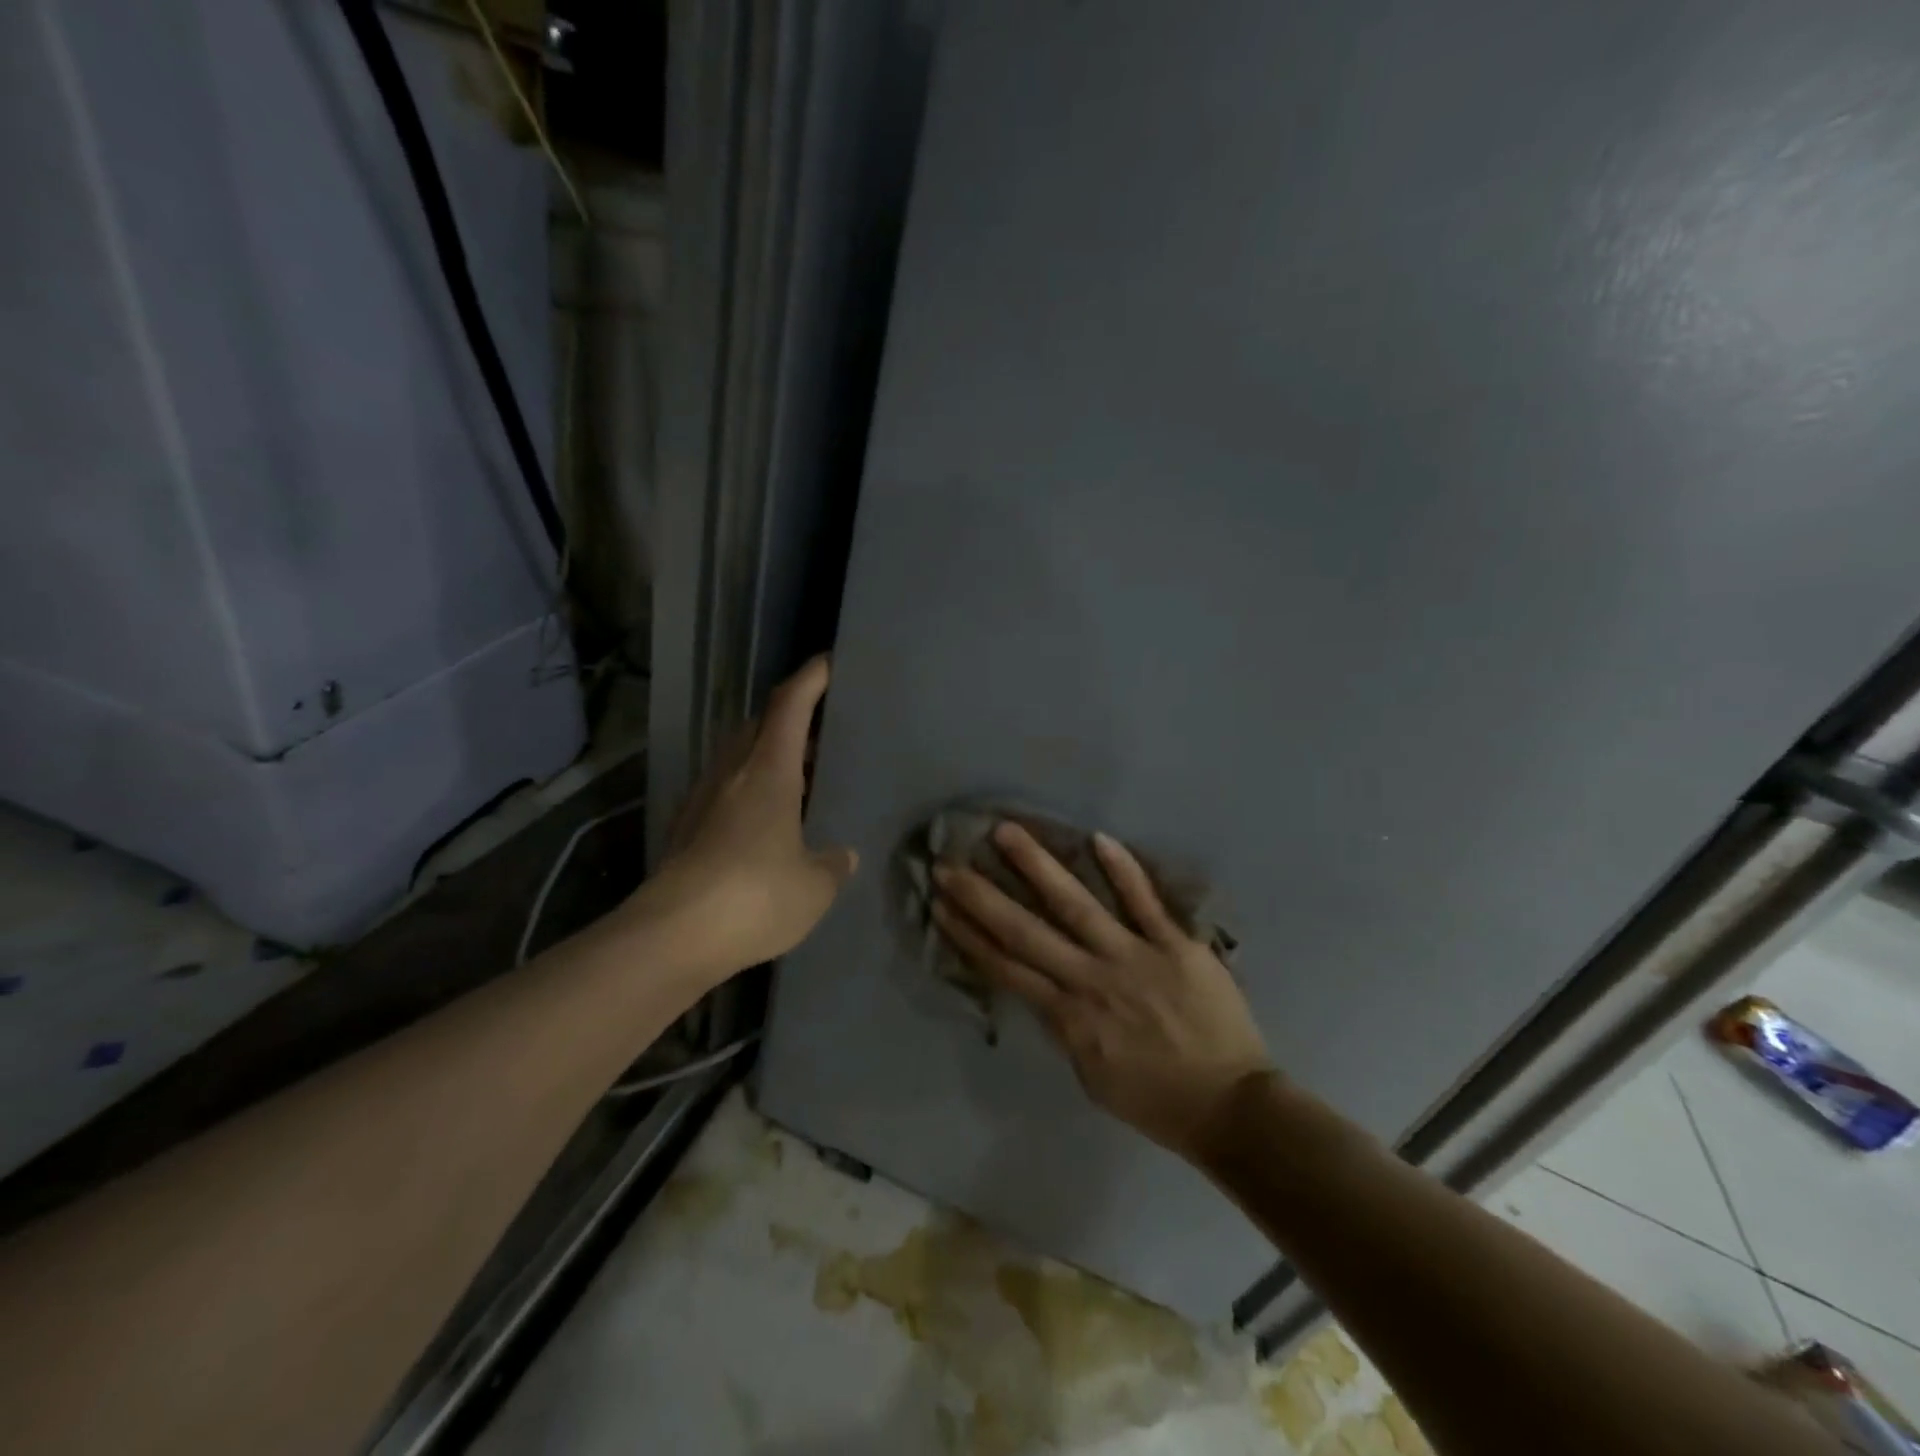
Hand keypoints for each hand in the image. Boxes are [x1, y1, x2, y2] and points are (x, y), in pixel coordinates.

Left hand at [630, 656, 858, 978]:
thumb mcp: (814, 887)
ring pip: (738, 757)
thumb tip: (844, 856)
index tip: (829, 662)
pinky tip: (764, 823)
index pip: (790, 705)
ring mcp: (702, 799)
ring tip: (799, 778)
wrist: (671, 936)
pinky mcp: (685, 829)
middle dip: (790, 718)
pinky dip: (748, 790)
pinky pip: (724, 790)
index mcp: (769, 771)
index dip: (810, 678)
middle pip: (760, 724)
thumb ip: (833, 866)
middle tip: (822, 733)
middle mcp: (731, 773)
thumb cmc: (755, 896)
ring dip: (768, 755)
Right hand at [932, 823, 1271, 1161]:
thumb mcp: (1092, 1076)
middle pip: (1026, 931)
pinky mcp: (1176, 945)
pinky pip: (1146, 902)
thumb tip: (1042, 991)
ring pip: (1076, 905)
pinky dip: (1123, 871)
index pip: (1007, 968)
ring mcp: (1134, 956)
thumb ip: (1065, 1029)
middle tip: (949, 864)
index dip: (970, 936)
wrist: (1230, 1108)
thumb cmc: (1157, 1100)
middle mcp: (1091, 979)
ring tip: (1007, 832)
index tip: (940, 906)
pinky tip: (1097, 838)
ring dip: (1038, 866)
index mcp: (1069, 1017)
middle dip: (982, 897)